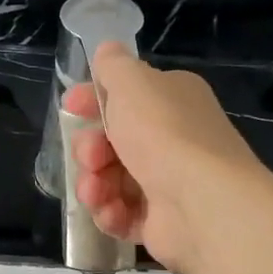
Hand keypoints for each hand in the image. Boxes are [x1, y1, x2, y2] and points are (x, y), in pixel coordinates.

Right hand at [64, 42, 267, 273]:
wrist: (201, 202)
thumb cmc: (164, 134)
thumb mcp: (133, 84)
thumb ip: (114, 66)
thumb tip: (106, 51)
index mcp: (172, 101)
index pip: (125, 96)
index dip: (92, 101)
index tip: (70, 108)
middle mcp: (172, 139)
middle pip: (111, 142)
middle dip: (90, 149)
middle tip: (91, 157)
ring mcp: (167, 183)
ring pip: (110, 181)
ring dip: (93, 185)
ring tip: (96, 192)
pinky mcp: (160, 222)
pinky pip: (121, 214)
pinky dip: (110, 214)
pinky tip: (111, 213)